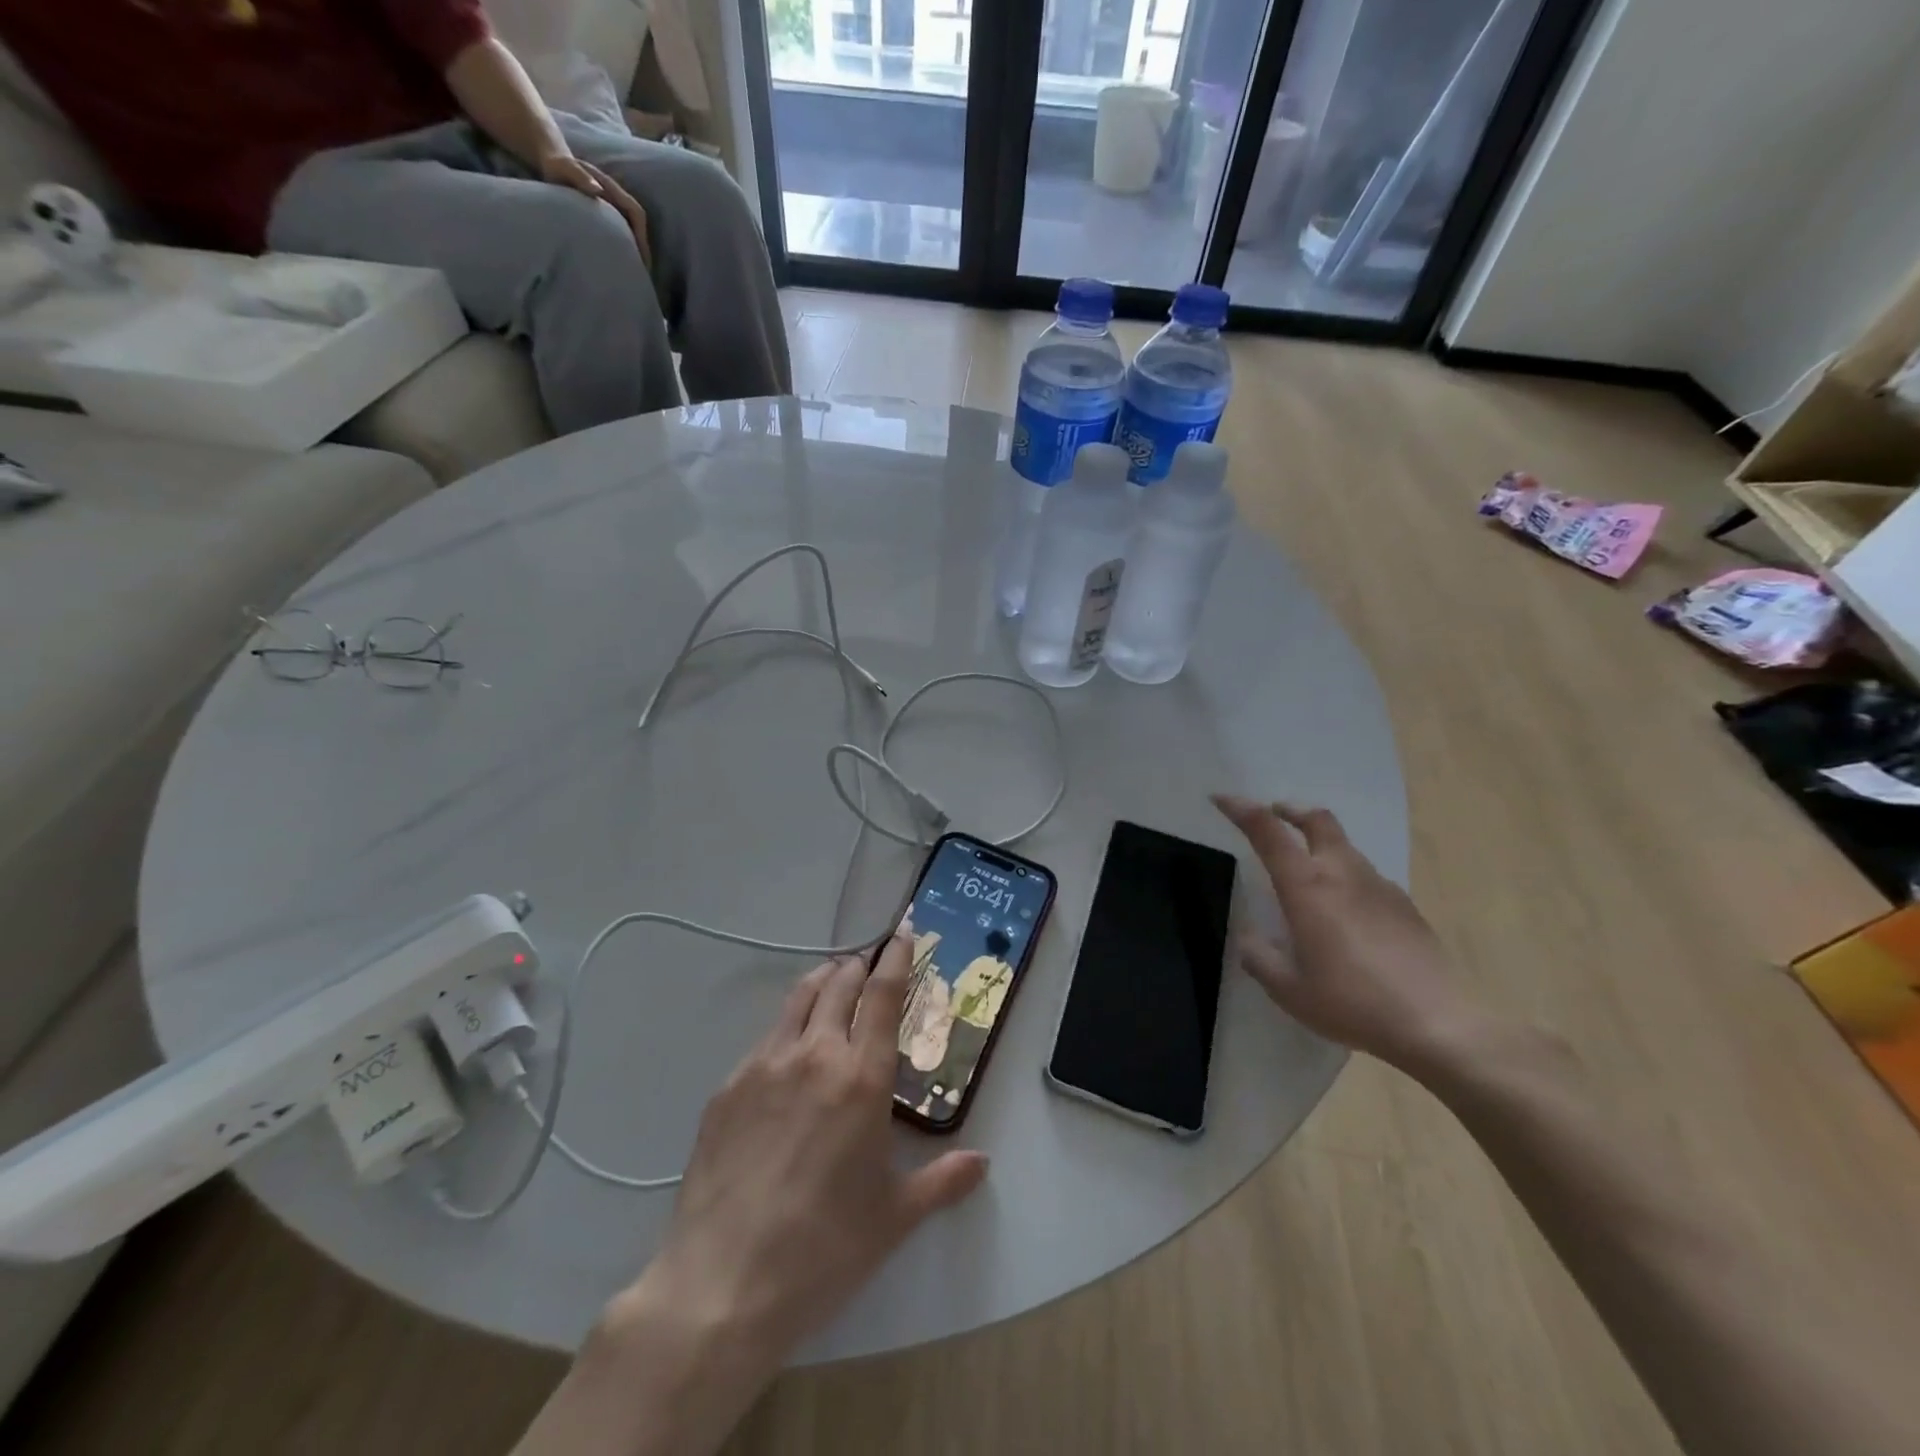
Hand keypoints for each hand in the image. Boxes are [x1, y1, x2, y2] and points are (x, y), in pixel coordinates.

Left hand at [540, 153, 651, 269]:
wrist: (550, 160)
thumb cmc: (557, 165)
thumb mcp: (565, 168)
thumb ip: (580, 177)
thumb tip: (598, 191)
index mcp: (612, 189)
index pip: (636, 214)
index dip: (643, 236)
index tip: (644, 258)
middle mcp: (616, 200)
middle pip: (637, 226)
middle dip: (642, 249)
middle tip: (643, 273)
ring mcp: (611, 208)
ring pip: (631, 231)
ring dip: (635, 250)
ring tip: (635, 272)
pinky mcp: (604, 215)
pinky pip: (620, 232)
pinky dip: (624, 247)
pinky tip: (619, 262)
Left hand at [636, 935, 988, 1360]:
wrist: (723, 1284)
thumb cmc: (824, 1249)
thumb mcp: (895, 1217)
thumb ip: (943, 1180)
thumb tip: (981, 1162)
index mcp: (861, 1077)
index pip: (883, 995)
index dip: (896, 958)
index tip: (903, 932)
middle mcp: (814, 1055)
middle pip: (838, 984)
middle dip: (858, 966)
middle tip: (869, 964)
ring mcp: (764, 1066)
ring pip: (797, 999)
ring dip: (821, 982)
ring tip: (832, 983)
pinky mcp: (727, 1087)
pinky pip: (765, 1038)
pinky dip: (787, 1027)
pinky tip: (788, 1053)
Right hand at [1213, 794, 1483, 1071]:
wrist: (1438, 1023)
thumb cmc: (1352, 1002)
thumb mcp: (1288, 990)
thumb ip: (1259, 958)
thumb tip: (1249, 938)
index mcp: (1307, 886)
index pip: (1268, 831)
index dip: (1241, 809)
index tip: (1220, 798)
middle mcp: (1342, 874)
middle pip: (1317, 820)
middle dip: (1291, 811)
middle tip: (1274, 814)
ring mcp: (1379, 886)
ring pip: (1345, 846)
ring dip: (1320, 842)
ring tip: (1307, 869)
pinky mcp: (1405, 905)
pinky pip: (1366, 875)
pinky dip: (1346, 873)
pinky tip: (1345, 910)